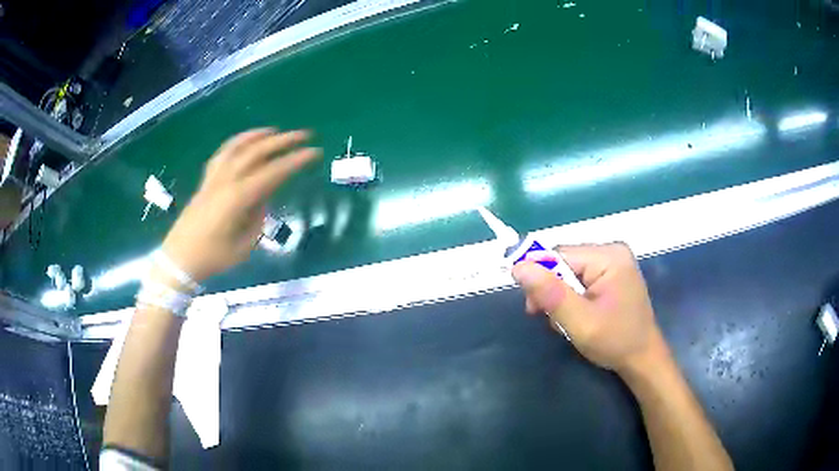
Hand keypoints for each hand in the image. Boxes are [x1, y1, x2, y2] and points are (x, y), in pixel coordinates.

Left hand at [160, 129, 320, 282]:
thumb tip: (263, 199)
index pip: (273, 172)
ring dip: (257, 135)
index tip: (314, 152)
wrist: (179, 259)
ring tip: (274, 131)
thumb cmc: (213, 258)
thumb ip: (257, 218)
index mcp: (238, 198)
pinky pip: (222, 154)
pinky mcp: (205, 181)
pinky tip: (244, 143)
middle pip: (256, 152)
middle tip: (303, 135)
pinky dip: (236, 143)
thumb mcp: (244, 245)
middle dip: (282, 141)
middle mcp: (226, 181)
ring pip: (236, 147)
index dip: (295, 160)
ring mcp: (213, 178)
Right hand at [512, 243, 668, 375]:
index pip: (559, 255)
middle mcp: (612, 252)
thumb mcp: (579, 321)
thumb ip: (550, 293)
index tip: (532, 308)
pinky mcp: (613, 276)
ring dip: (561, 299)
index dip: (541, 278)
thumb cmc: (615, 341)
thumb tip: (517, 266)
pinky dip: (573, 299)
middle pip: (565, 263)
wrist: (642, 359)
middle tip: (551, 320)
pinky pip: (581, 280)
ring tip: (568, 324)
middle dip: (553, 292)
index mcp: (608, 256)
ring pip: (570, 273)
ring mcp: (614, 264)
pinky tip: (578, 317)